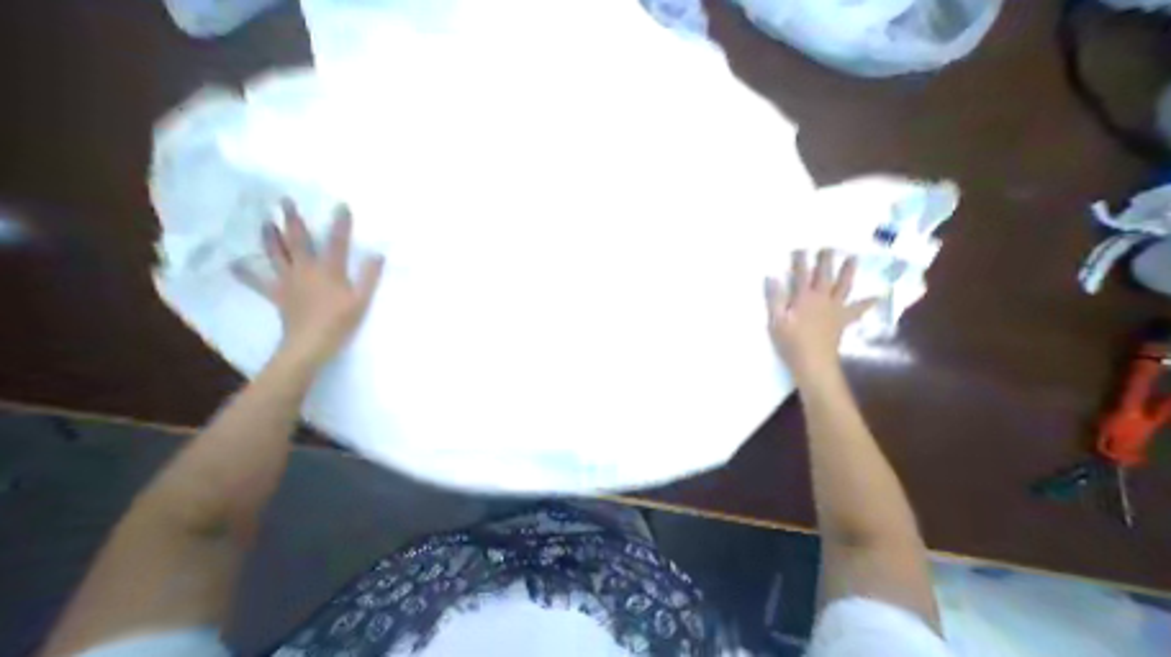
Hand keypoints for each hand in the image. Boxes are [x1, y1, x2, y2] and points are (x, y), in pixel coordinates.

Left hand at [234, 201, 384, 368]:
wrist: (311, 342)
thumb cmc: (342, 320)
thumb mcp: (363, 299)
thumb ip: (370, 277)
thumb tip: (378, 255)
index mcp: (330, 270)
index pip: (337, 242)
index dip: (340, 224)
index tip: (340, 205)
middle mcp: (306, 269)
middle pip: (298, 241)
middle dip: (293, 220)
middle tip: (284, 201)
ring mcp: (287, 280)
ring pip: (275, 254)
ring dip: (269, 236)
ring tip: (264, 221)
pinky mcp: (277, 293)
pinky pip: (257, 281)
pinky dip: (245, 272)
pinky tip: (234, 264)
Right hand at [766, 250, 872, 382]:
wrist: (813, 361)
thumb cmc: (790, 341)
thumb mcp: (775, 320)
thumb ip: (774, 298)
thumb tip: (771, 276)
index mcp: (804, 298)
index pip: (801, 275)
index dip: (800, 261)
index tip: (799, 248)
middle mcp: (822, 299)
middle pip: (824, 276)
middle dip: (825, 261)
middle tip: (828, 247)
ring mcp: (835, 309)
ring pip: (843, 287)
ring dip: (847, 272)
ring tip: (852, 258)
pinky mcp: (842, 320)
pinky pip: (857, 309)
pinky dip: (867, 302)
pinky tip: (877, 296)